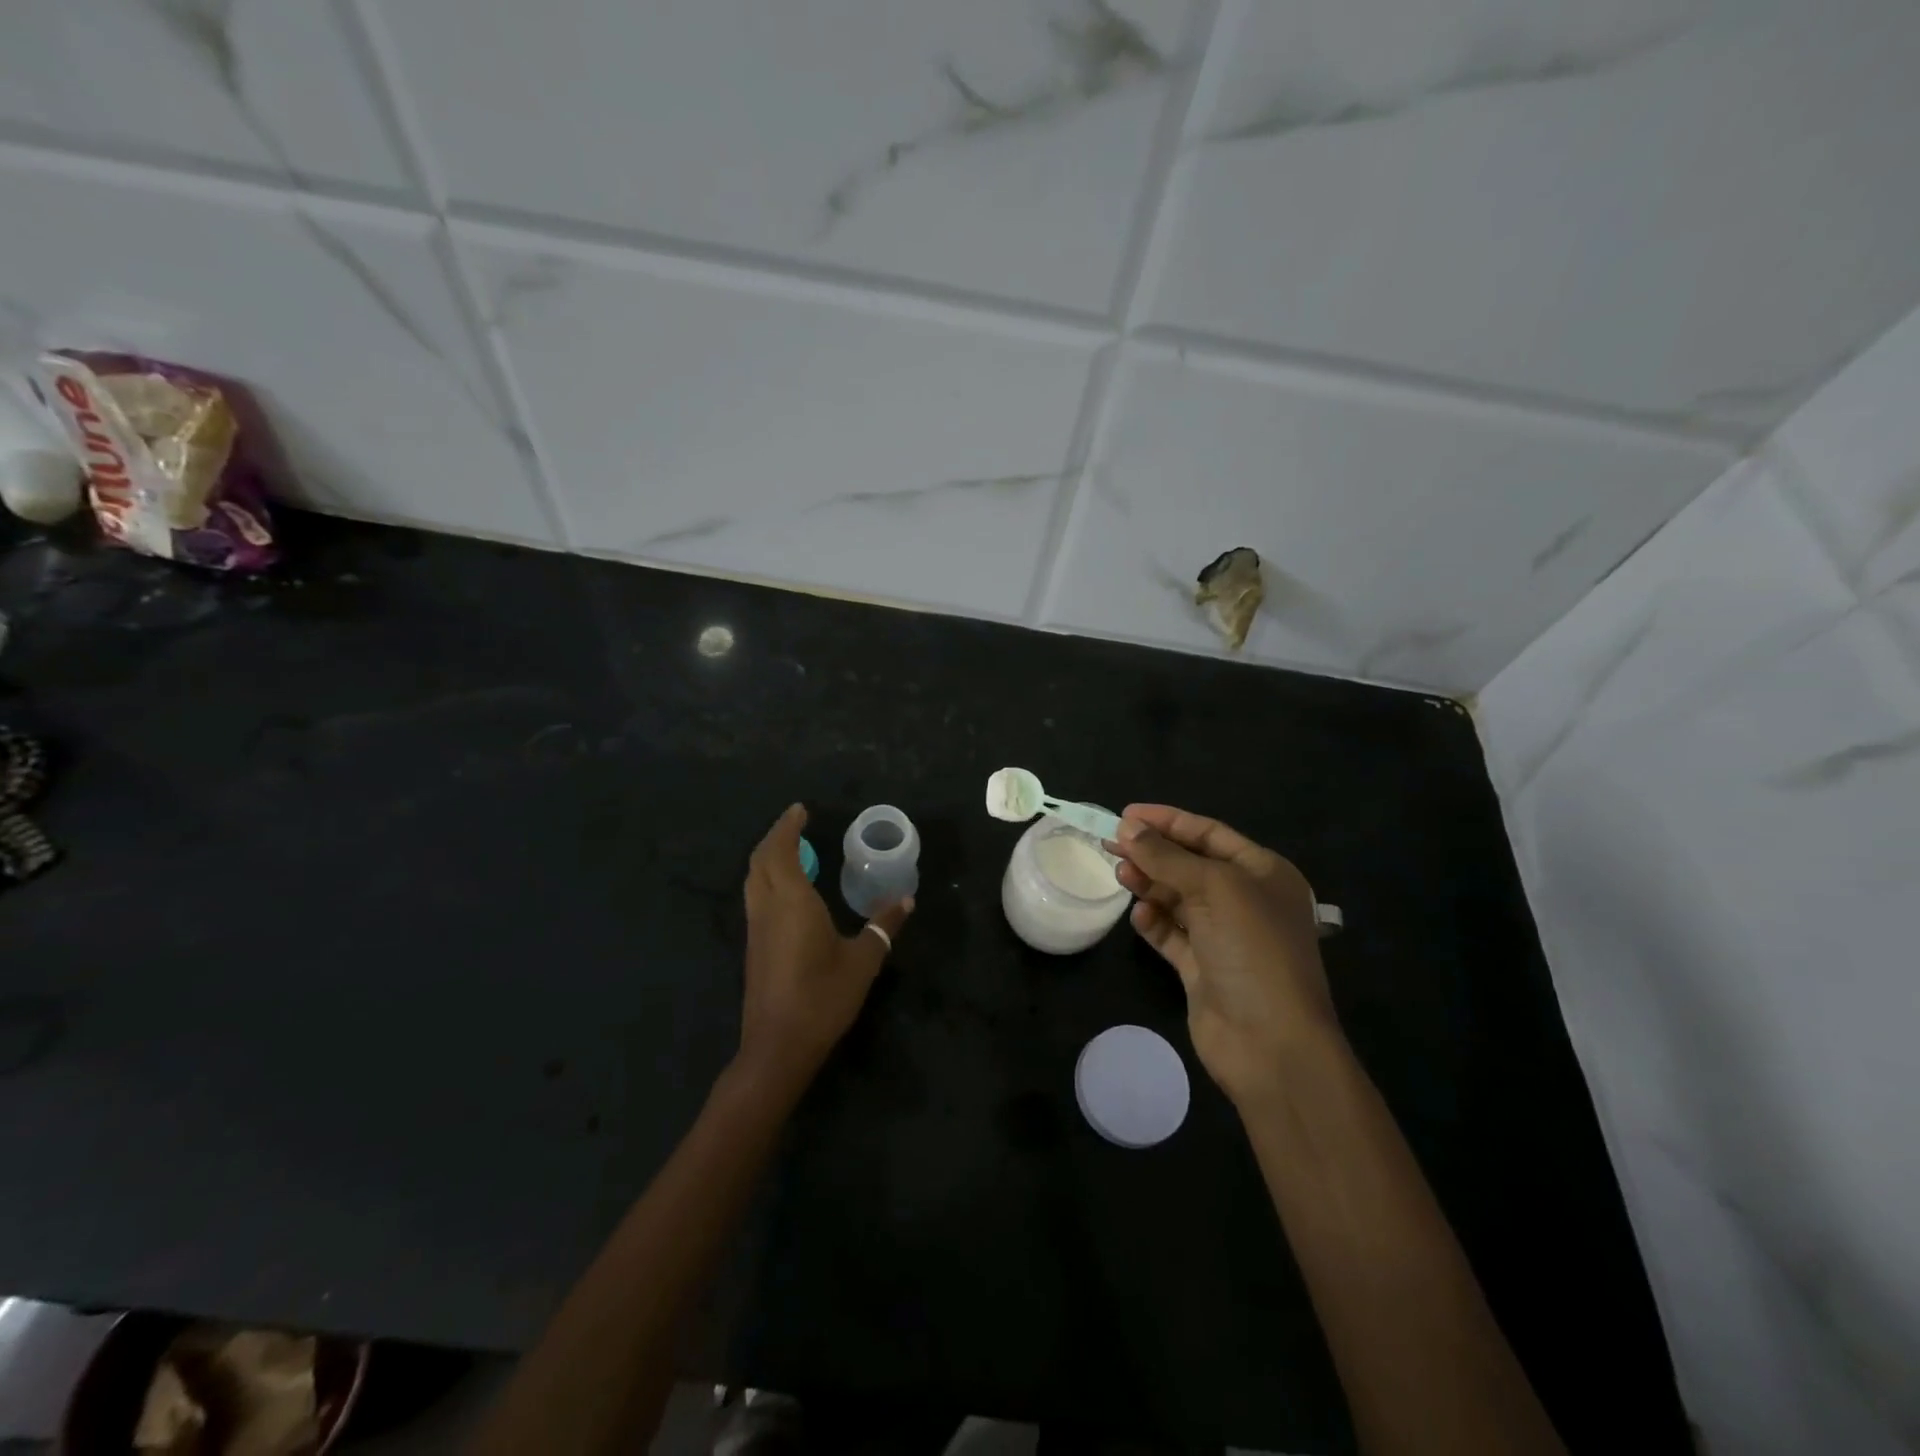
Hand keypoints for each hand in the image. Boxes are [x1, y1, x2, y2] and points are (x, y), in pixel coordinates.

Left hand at [738, 804, 913, 1090]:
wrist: (778, 1046)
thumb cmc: (823, 997)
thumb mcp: (863, 960)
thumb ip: (883, 926)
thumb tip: (906, 899)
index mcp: (792, 901)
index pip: (781, 851)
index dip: (788, 827)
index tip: (800, 810)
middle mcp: (767, 908)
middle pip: (760, 860)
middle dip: (775, 837)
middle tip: (797, 825)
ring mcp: (756, 928)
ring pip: (753, 879)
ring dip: (768, 858)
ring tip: (793, 851)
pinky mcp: (754, 947)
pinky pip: (755, 897)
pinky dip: (767, 879)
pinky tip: (788, 890)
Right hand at [1110, 804, 1338, 1108]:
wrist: (1271, 1044)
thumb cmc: (1252, 949)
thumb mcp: (1214, 889)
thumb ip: (1167, 857)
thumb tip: (1127, 828)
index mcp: (1263, 873)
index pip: (1209, 833)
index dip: (1167, 821)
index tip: (1126, 815)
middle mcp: (1246, 900)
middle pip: (1189, 864)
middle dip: (1152, 853)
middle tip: (1110, 845)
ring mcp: (1224, 937)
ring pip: (1177, 898)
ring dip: (1149, 884)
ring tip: (1122, 876)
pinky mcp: (1203, 969)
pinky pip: (1172, 935)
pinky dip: (1154, 923)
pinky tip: (1140, 917)